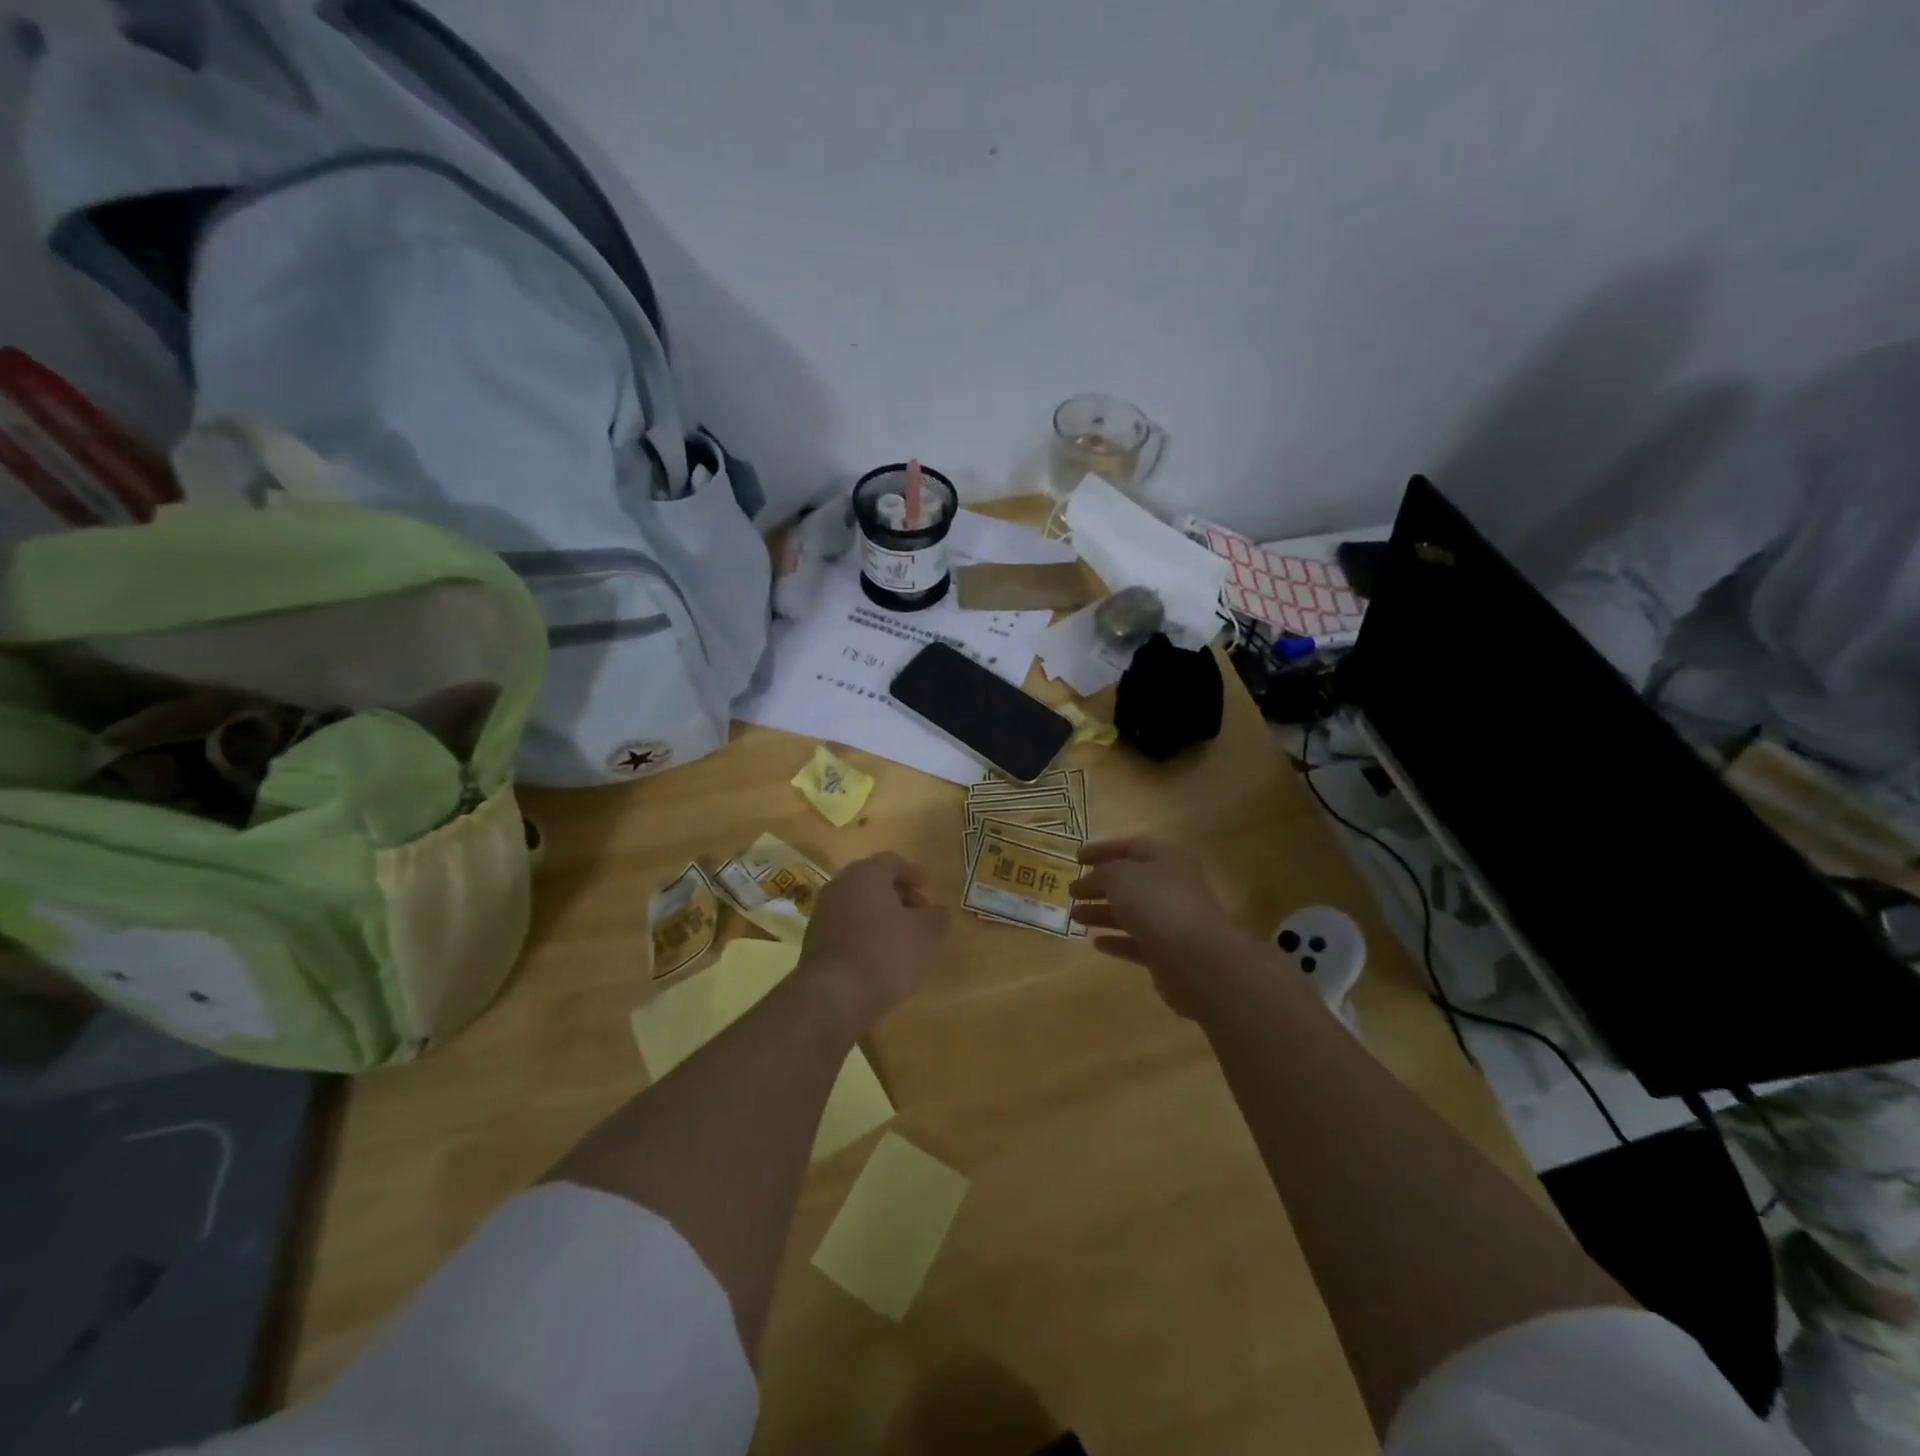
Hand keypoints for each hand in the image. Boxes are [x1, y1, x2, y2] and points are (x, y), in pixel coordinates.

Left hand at [798, 852, 949, 1038]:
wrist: (834, 996)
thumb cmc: (886, 954)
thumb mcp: (927, 935)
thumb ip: (936, 916)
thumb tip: (934, 912)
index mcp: (865, 874)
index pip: (892, 861)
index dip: (913, 873)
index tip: (928, 888)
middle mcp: (839, 886)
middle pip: (872, 882)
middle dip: (898, 895)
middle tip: (918, 913)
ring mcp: (822, 913)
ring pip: (858, 904)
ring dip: (880, 915)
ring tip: (901, 938)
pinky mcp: (814, 940)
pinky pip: (846, 926)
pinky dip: (864, 932)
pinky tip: (879, 956)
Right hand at [1070, 837, 1262, 1016]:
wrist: (1197, 959)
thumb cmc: (1157, 904)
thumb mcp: (1119, 877)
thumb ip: (1100, 874)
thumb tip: (1089, 881)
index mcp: (1165, 859)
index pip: (1131, 846)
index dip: (1102, 850)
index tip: (1076, 859)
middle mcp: (1171, 886)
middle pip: (1130, 881)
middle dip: (1099, 885)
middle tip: (1071, 892)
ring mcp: (1171, 920)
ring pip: (1131, 912)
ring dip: (1102, 913)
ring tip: (1074, 916)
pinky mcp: (1168, 952)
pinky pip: (1137, 942)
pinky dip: (1116, 941)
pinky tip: (1096, 943)